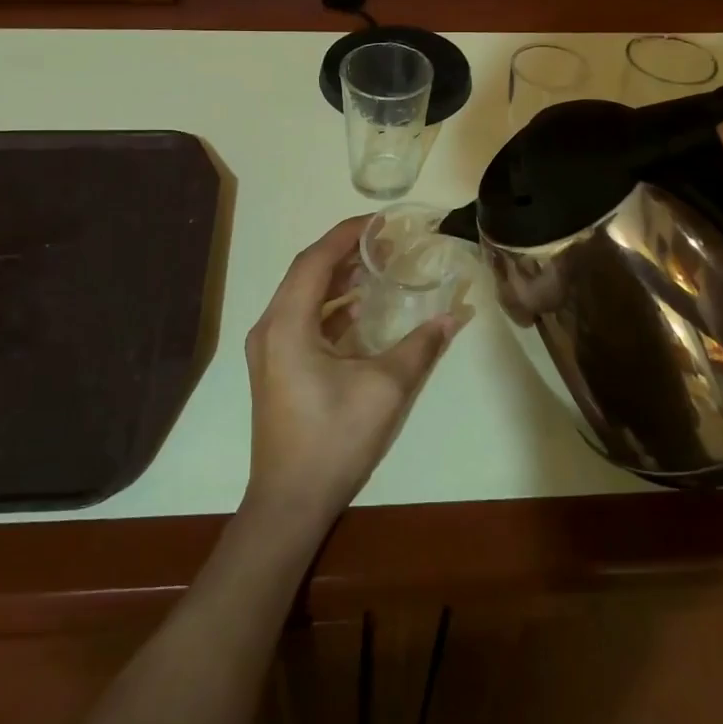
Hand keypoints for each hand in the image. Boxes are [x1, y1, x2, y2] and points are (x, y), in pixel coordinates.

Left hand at [242, 216, 464, 532]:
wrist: (289, 502)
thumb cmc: (333, 439)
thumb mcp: (385, 389)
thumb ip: (420, 347)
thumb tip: (454, 315)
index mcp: (286, 325)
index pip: (314, 261)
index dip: (345, 234)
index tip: (379, 221)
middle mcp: (270, 329)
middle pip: (306, 274)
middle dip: (344, 252)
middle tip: (385, 242)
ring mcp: (268, 350)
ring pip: (302, 297)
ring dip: (337, 279)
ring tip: (377, 267)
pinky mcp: (275, 368)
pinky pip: (302, 320)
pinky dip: (330, 307)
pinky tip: (359, 310)